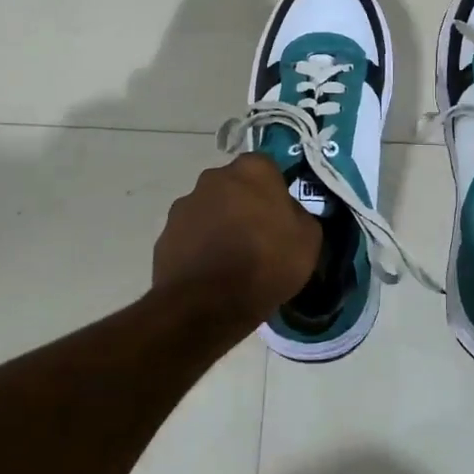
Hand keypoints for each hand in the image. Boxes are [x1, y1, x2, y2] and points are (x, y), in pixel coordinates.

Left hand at [152, 154, 321, 323]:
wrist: (207, 305)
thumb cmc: (266, 263)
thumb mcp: (308, 240)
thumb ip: (298, 215)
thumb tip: (287, 214)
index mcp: (252, 170)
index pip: (267, 168)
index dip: (274, 191)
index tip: (280, 216)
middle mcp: (214, 177)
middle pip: (234, 186)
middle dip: (243, 204)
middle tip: (257, 237)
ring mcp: (184, 205)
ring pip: (210, 210)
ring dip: (219, 225)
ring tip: (231, 260)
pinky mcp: (165, 234)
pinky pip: (190, 236)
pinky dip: (199, 248)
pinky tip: (210, 274)